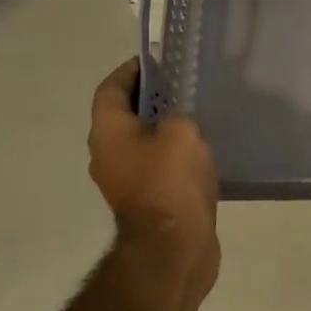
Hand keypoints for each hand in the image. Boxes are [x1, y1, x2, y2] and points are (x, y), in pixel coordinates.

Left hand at [87, 59, 220, 310]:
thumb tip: (178, 115)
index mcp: (108, 133)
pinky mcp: (146, 203)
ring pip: (142, 143)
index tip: (158, 60)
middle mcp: (108, 155)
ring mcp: (125, 182)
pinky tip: (202, 152)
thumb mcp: (181, 132)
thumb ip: (179, 112)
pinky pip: (157, 168)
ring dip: (164, 129)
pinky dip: (173, 156)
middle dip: (151, 98)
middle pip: (124, 115)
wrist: (173, 249)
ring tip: (198, 116)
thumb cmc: (171, 182)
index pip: (110, 88)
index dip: (130, 70)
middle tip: (185, 86)